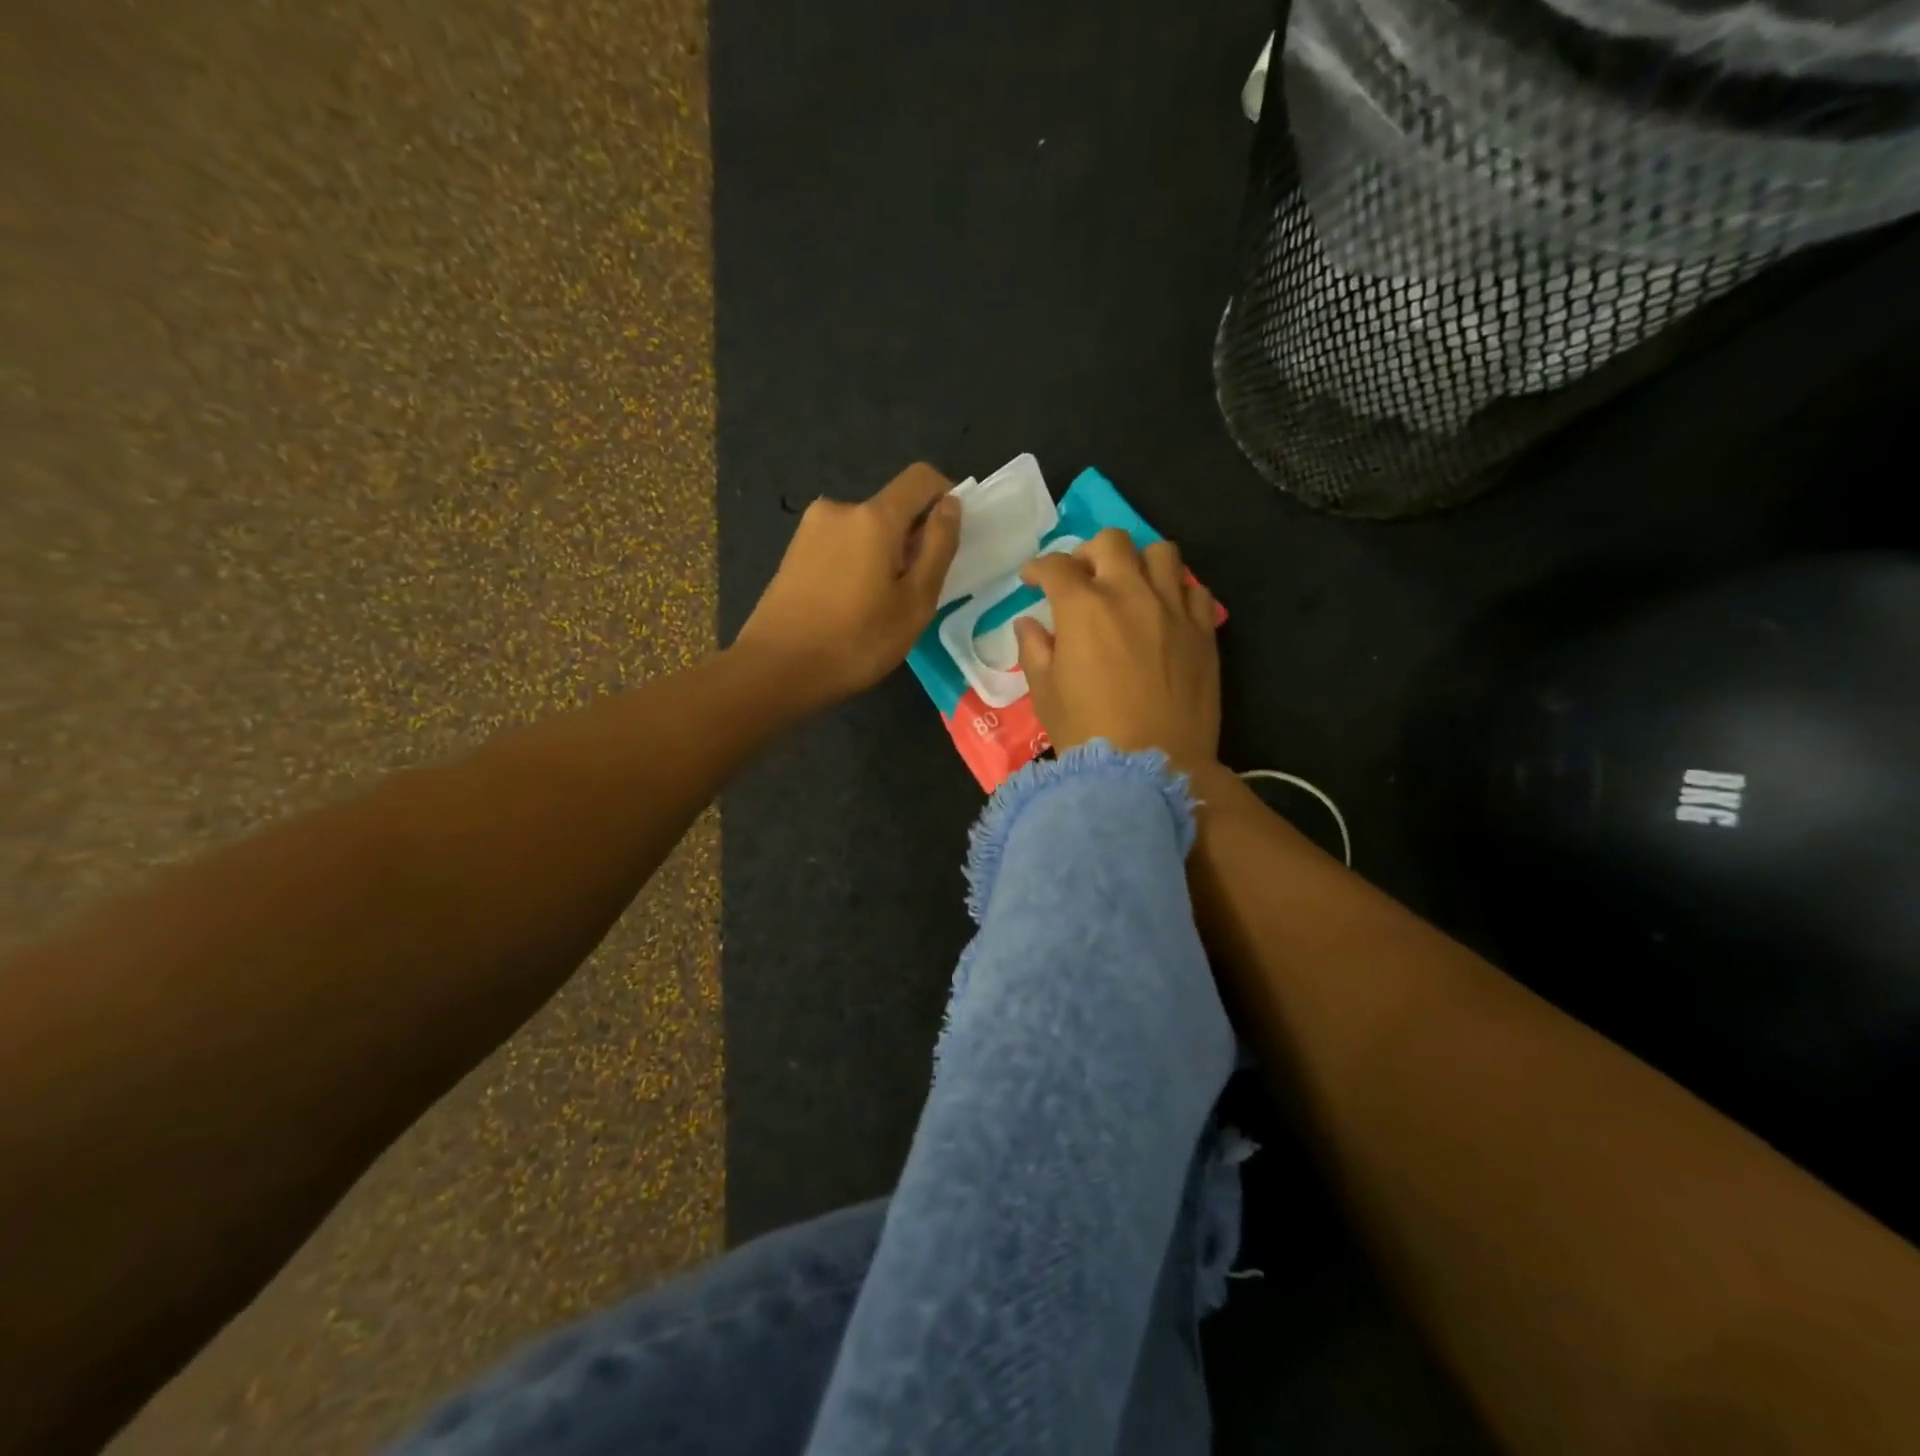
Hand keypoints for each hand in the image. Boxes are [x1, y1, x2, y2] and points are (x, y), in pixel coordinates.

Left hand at [735, 463, 961, 704]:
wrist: (775, 671)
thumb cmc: (856, 643)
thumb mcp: (914, 603)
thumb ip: (938, 548)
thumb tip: (950, 505)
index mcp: (873, 517)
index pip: (920, 479)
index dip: (944, 497)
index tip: (951, 536)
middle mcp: (839, 509)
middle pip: (891, 509)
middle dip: (912, 539)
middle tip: (915, 593)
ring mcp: (810, 530)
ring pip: (865, 531)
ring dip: (883, 555)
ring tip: (880, 607)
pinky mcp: (793, 552)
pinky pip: (840, 546)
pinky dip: (857, 565)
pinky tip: (850, 608)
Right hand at [1013, 528, 1220, 772]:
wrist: (1153, 767)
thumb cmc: (1088, 733)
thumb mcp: (1045, 694)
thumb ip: (1034, 650)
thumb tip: (1028, 623)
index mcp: (1084, 608)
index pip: (1056, 566)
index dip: (1038, 568)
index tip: (1032, 580)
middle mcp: (1130, 594)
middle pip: (1111, 542)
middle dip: (1088, 552)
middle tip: (1081, 578)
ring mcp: (1173, 609)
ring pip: (1161, 553)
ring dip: (1138, 561)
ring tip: (1129, 585)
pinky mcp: (1204, 631)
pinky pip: (1195, 589)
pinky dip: (1176, 590)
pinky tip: (1164, 611)